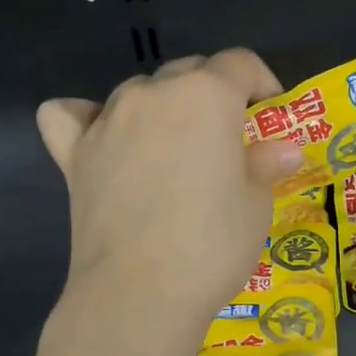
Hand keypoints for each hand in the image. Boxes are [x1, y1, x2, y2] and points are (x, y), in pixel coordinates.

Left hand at [38, 50, 304, 326]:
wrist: (140, 292)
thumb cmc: (213, 243)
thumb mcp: (257, 204)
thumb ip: (265, 164)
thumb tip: (283, 149)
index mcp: (207, 94)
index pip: (240, 63)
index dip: (262, 83)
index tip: (271, 117)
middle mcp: (154, 94)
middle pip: (189, 71)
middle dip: (215, 94)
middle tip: (230, 141)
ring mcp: (107, 121)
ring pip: (139, 91)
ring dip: (163, 108)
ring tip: (176, 150)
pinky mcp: (74, 155)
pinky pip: (72, 116)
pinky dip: (89, 119)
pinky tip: (105, 140)